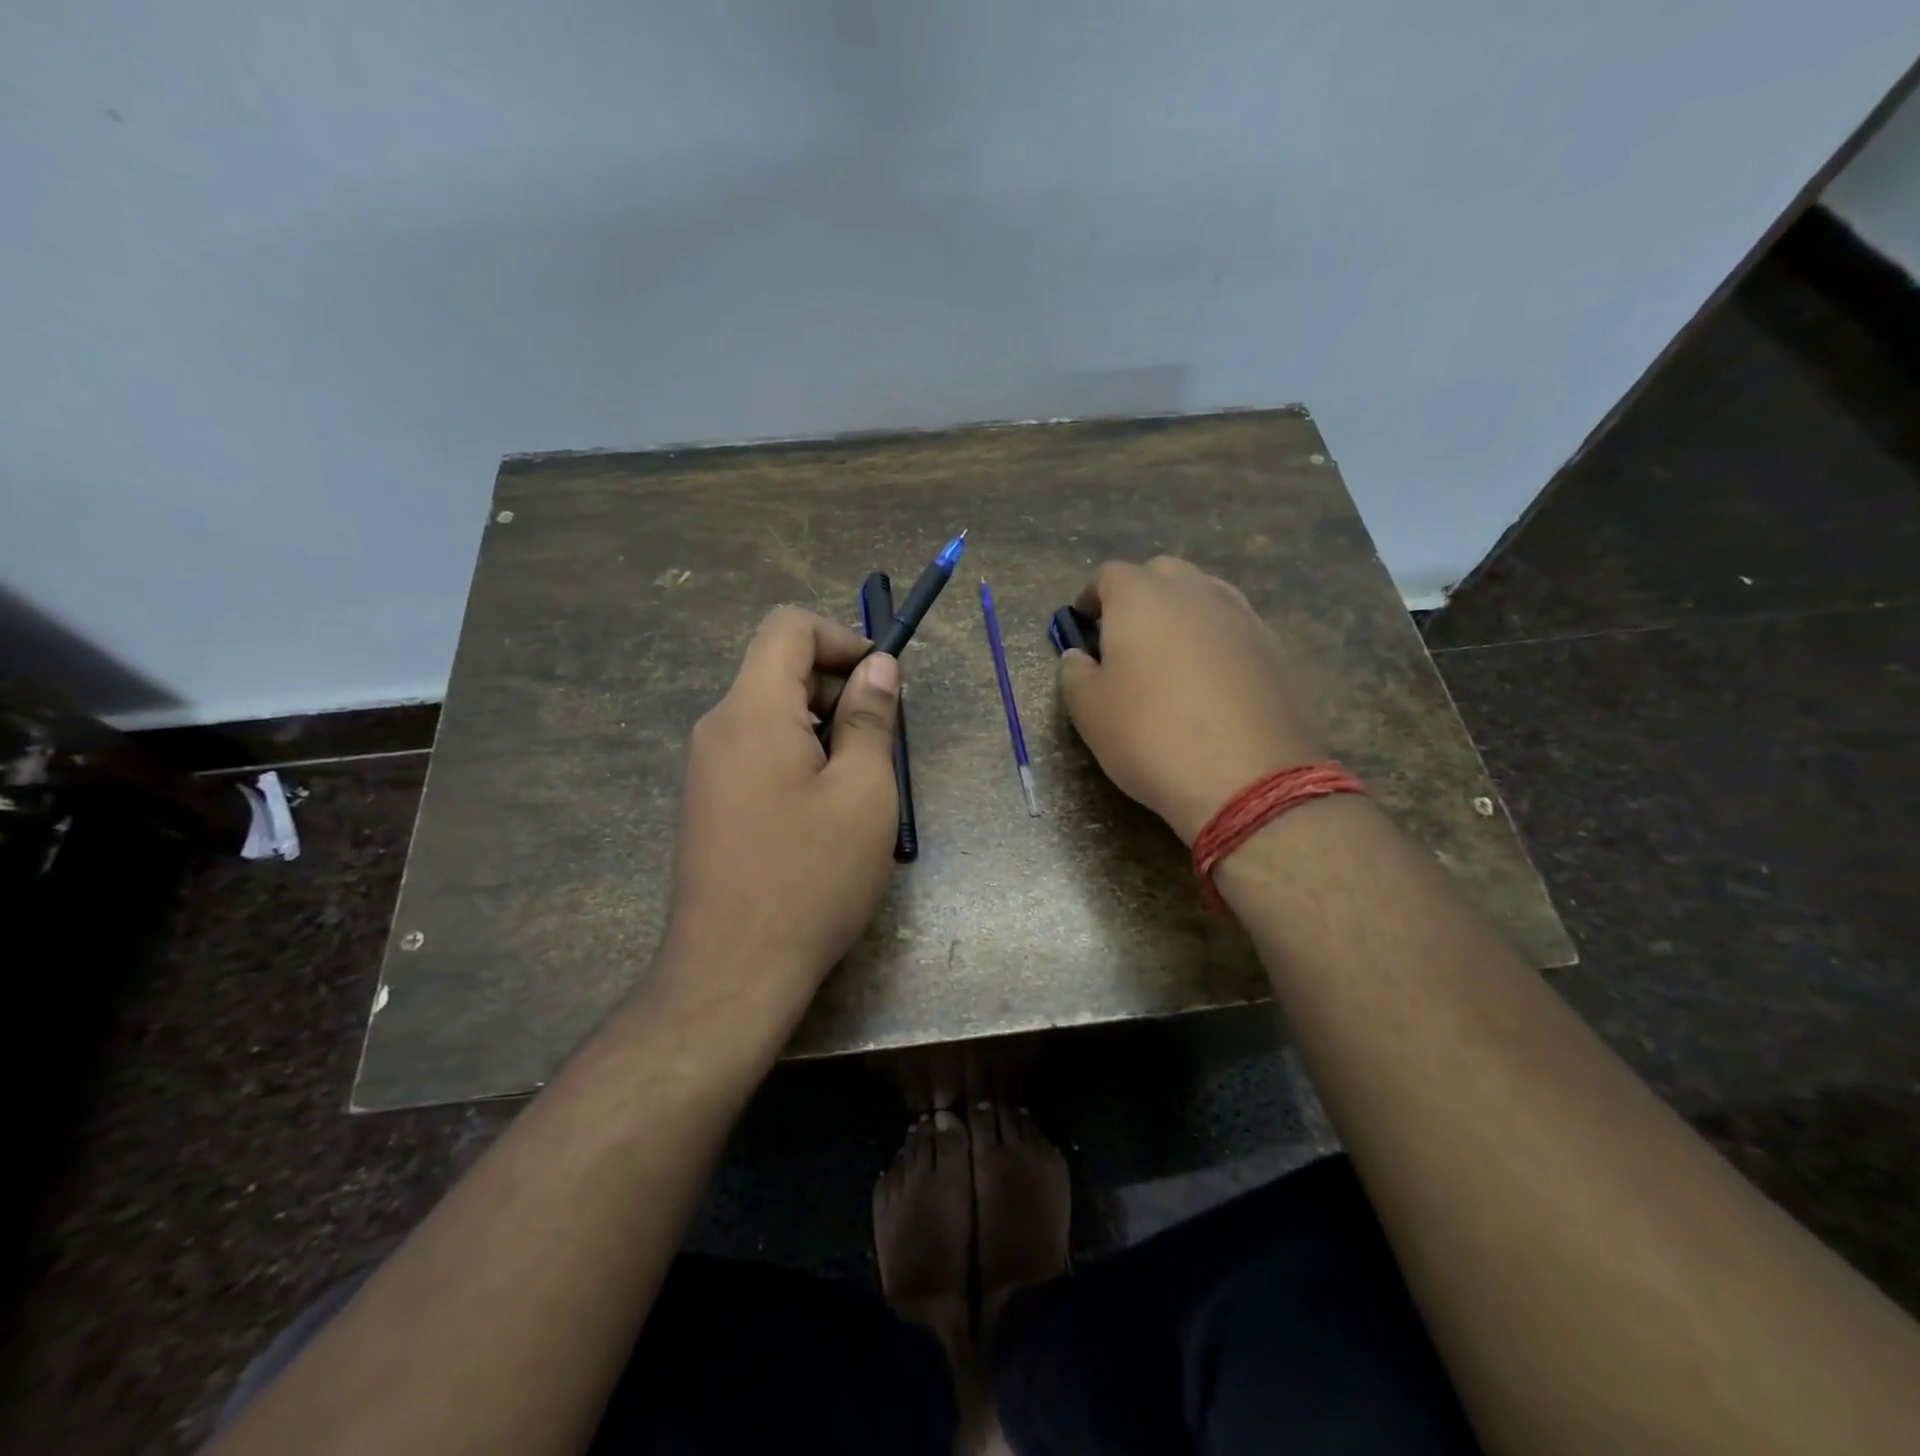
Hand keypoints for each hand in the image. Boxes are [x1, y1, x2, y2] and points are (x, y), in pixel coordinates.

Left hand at [662, 607, 900, 1022]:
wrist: (732, 972)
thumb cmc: (811, 877)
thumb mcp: (863, 792)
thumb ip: (870, 718)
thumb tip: (878, 665)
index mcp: (752, 711)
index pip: (787, 627)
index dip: (841, 637)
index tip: (881, 682)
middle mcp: (718, 727)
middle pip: (779, 670)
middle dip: (838, 688)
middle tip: (884, 742)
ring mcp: (705, 767)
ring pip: (771, 714)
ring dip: (823, 728)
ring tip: (861, 785)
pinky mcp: (707, 802)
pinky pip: (757, 752)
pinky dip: (798, 757)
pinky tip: (825, 813)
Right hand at [1059, 557, 1326, 843]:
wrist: (1248, 778)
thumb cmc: (1150, 737)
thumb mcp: (1089, 711)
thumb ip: (1075, 673)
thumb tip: (1079, 656)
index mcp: (1142, 598)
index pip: (1109, 575)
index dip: (1091, 597)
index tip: (1083, 625)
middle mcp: (1195, 592)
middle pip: (1162, 574)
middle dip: (1139, 595)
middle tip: (1126, 637)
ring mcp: (1242, 616)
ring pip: (1204, 595)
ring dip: (1181, 614)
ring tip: (1170, 657)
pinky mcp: (1275, 647)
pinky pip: (1234, 628)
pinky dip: (1215, 641)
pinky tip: (1211, 682)